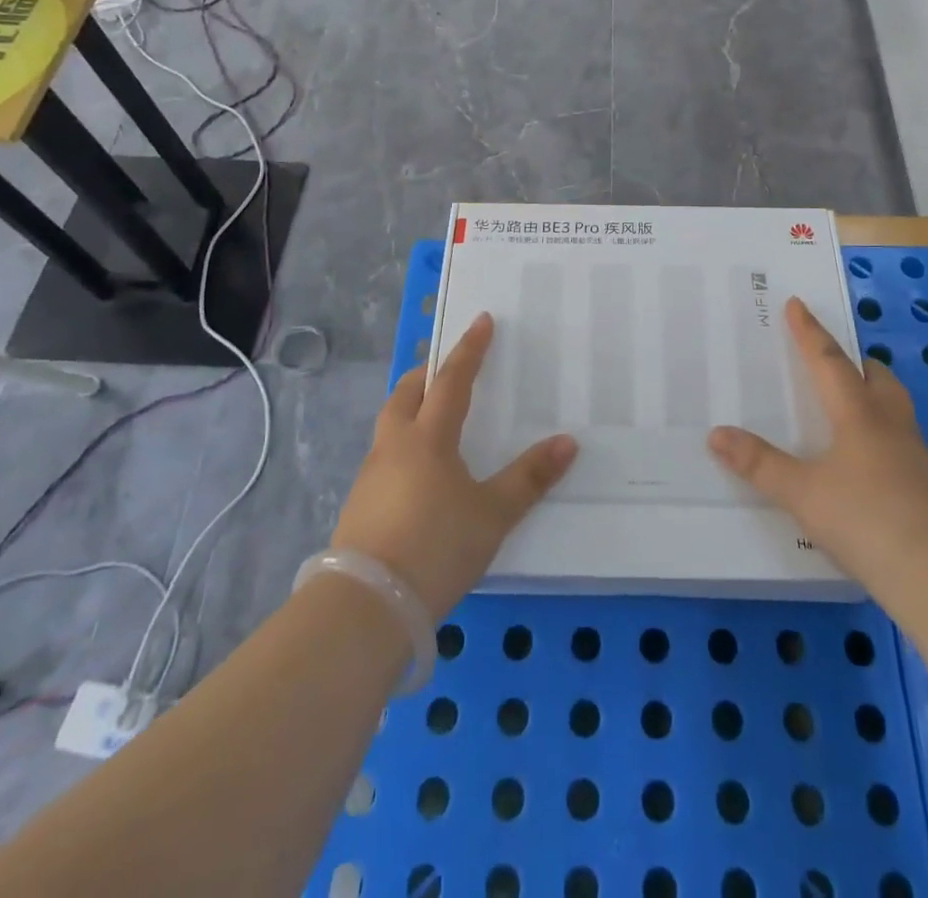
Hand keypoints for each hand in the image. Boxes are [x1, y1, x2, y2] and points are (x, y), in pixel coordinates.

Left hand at [333, 313, 577, 616]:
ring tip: (432, 414)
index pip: (452, 380)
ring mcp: (371, 475)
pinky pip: (384, 455)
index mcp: (428, 438)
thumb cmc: (435, 547)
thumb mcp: (492, 515)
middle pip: (406, 393)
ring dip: (410, 407)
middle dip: (426, 373)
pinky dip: (402, 443)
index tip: (481, 321)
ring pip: (390, 424)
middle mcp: (395, 446)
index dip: (469, 350)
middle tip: (445, 366)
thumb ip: (529, 478)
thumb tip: (567, 442)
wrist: (367, 606)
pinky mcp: (359, 505)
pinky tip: (416, 470)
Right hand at [709, 297, 927, 591]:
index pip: (829, 361)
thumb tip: (716, 434)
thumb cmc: (867, 521)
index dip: (809, 332)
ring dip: (872, 394)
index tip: (797, 304)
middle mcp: (890, 425)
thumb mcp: (802, 494)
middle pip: (877, 377)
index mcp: (859, 415)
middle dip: (854, 361)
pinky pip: (900, 440)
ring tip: (848, 405)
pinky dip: (880, 432)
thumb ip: (759, 464)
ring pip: (894, 407)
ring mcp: (916, 456)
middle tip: (832, 359)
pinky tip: (866, 461)